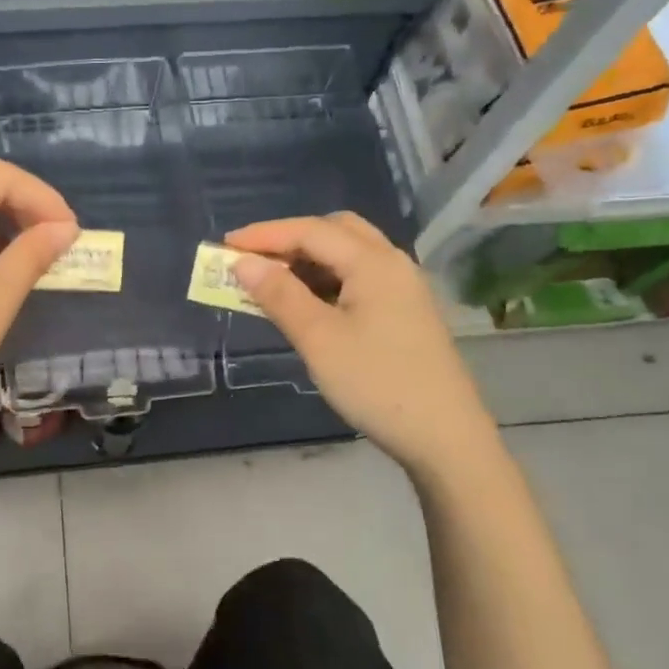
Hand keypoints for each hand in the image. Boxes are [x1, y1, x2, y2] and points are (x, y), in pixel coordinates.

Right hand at [224, 213, 499, 479]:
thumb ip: (280, 295)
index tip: (224, 245)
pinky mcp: (405, 312)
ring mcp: (403, 288)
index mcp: (374, 262)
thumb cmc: (376, 384)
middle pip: (335, 231)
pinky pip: (359, 278)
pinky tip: (308, 304)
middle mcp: (392, 264)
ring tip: (272, 283)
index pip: (310, 231)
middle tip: (253, 261)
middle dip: (290, 239)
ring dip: (308, 260)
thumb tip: (244, 263)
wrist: (445, 438)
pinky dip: (327, 280)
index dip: (264, 234)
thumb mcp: (319, 339)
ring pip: (349, 254)